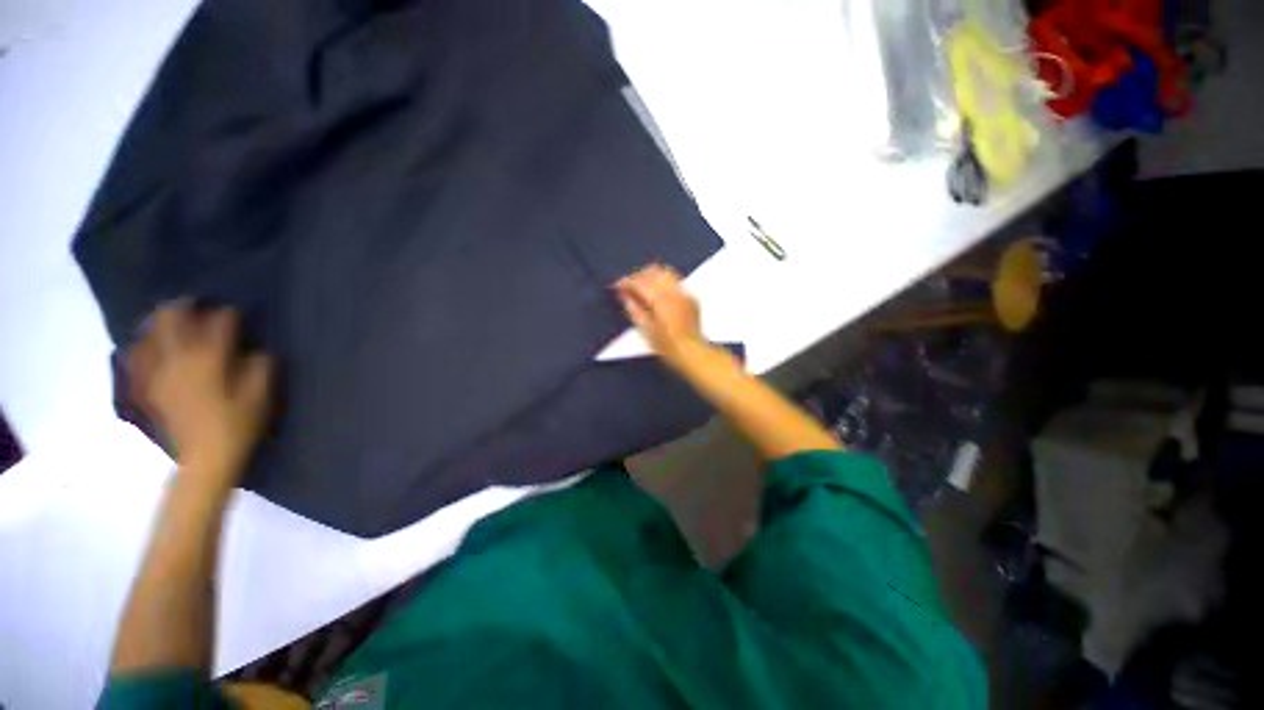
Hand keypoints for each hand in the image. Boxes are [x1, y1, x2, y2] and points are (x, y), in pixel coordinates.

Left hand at [128, 304, 272, 488]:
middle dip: (184, 306)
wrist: (203, 460)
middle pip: (171, 316)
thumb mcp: (261, 395)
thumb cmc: (238, 425)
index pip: (219, 320)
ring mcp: (155, 371)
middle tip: (197, 307)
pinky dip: (142, 346)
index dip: (229, 314)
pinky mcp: (145, 386)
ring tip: (172, 324)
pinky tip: (149, 347)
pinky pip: (135, 356)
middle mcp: (177, 357)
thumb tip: (255, 351)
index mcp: (209, 357)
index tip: (237, 316)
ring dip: (160, 323)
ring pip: (147, 331)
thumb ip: (260, 366)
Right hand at [614, 264, 704, 368]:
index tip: (618, 286)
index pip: (639, 282)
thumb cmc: (667, 346)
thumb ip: (634, 309)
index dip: (626, 282)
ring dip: (652, 276)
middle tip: (628, 286)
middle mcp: (674, 291)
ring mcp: (685, 293)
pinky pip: (676, 283)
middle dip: (638, 276)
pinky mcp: (691, 298)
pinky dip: (664, 284)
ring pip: (666, 273)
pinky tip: (659, 295)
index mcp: (660, 299)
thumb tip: (625, 296)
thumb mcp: (645, 329)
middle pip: (652, 272)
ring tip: (642, 287)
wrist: (691, 352)